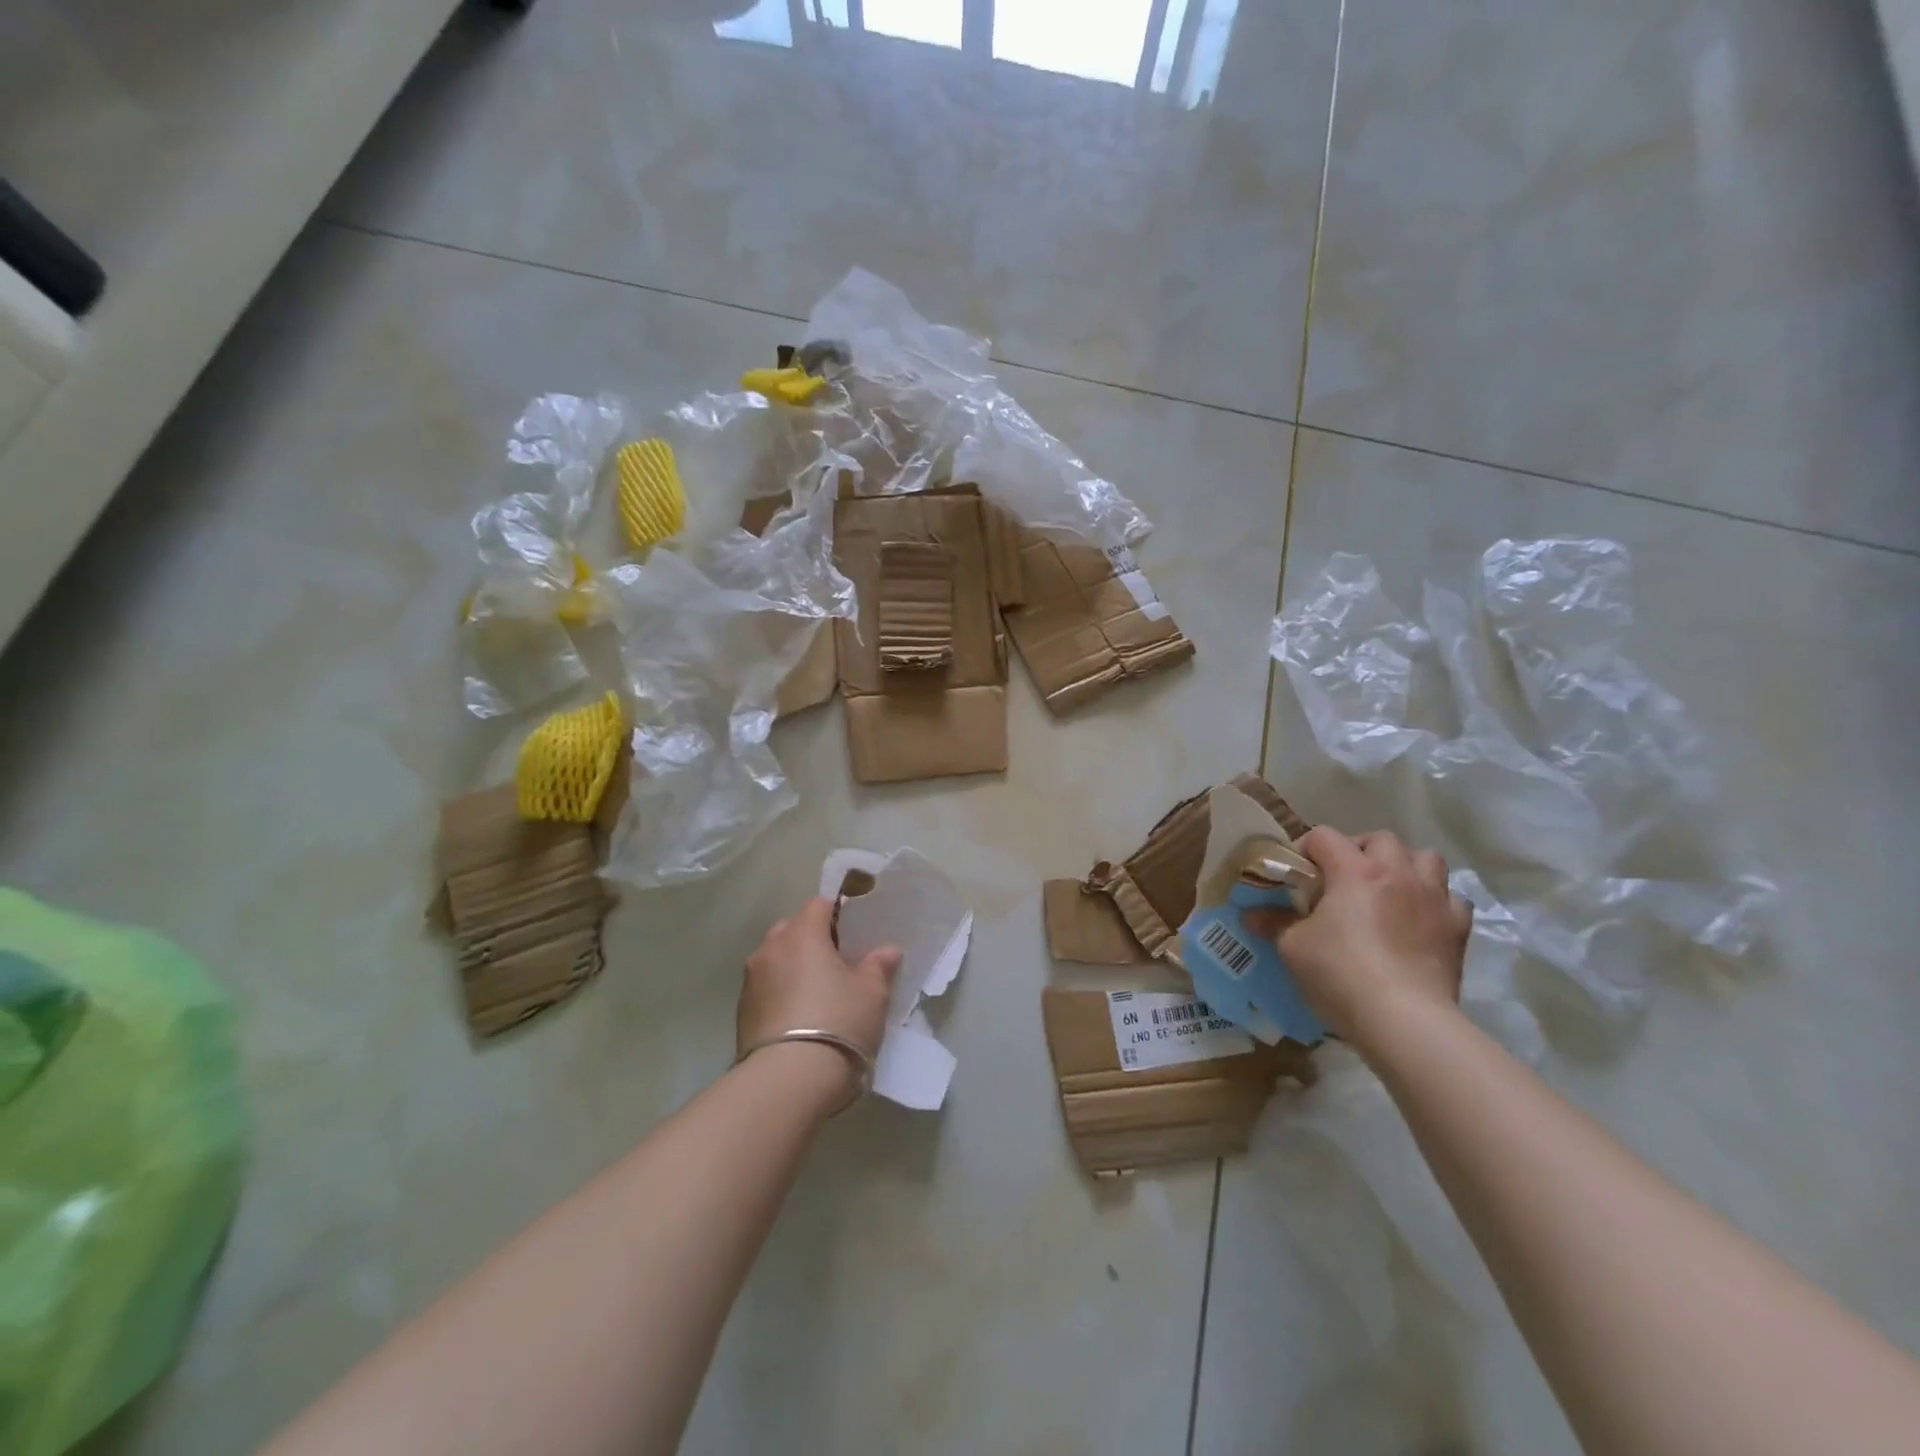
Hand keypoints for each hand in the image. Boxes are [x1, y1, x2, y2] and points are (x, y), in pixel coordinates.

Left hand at [737, 899, 901, 1100]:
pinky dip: (781, 993)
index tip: (853, 934)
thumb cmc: (838, 1022)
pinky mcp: (741, 1012)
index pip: (818, 905)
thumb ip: (878, 966)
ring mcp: (751, 981)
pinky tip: (799, 1017)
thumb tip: (887, 951)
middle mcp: (770, 949)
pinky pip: (766, 988)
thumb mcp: (871, 994)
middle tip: (837, 963)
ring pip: (776, 959)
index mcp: (801, 934)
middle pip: (792, 930)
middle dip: (812, 940)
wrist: (788, 1081)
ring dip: (793, 968)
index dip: (837, 914)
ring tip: (817, 993)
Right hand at [1244, 827, 1470, 1044]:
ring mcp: (1433, 898)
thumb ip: (1273, 923)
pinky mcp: (1457, 928)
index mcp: (1354, 871)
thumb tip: (1251, 914)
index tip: (1297, 874)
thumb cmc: (1340, 973)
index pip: (1324, 836)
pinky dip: (1435, 900)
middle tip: (1342, 878)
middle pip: (1380, 839)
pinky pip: (1452, 898)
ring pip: (1425, 859)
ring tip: (1387, 889)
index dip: (1306, 848)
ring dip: (1405, 866)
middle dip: (1359, 849)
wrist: (1405, 1019)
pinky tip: (1420, 918)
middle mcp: (1397, 873)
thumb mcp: (1292, 947)